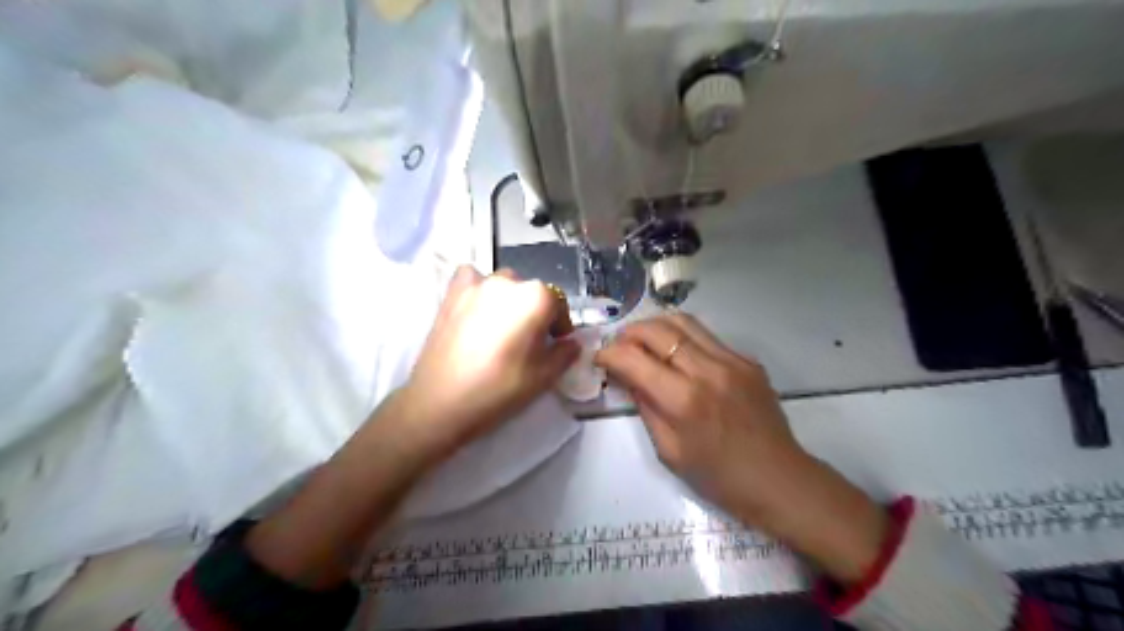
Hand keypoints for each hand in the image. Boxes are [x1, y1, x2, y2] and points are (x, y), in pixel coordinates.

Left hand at [393, 266, 578, 457]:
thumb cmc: (499, 389)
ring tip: (501, 328)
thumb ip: (565, 354)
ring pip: (504, 285)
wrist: (441, 401)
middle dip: (536, 313)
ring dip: (509, 301)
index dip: (560, 325)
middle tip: (529, 342)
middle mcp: (509, 281)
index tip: (556, 344)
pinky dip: (479, 289)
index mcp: (536, 298)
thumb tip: (572, 343)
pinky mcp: (452, 292)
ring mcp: (477, 283)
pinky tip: (477, 311)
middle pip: (532, 293)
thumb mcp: (544, 377)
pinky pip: (472, 279)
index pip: (559, 304)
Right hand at [596, 316, 887, 585]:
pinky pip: (706, 336)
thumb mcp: (669, 450)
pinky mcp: (747, 359)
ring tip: (643, 341)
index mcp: (684, 400)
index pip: (633, 359)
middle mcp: (707, 370)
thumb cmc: (719, 477)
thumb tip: (627, 376)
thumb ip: (645, 406)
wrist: (779, 479)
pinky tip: (678, 355)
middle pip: (658, 329)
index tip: (599, 358)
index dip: (609, 353)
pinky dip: (683, 338)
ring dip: (655, 326)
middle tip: (619, 346)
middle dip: (629, 332)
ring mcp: (732, 360)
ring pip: (683, 321)